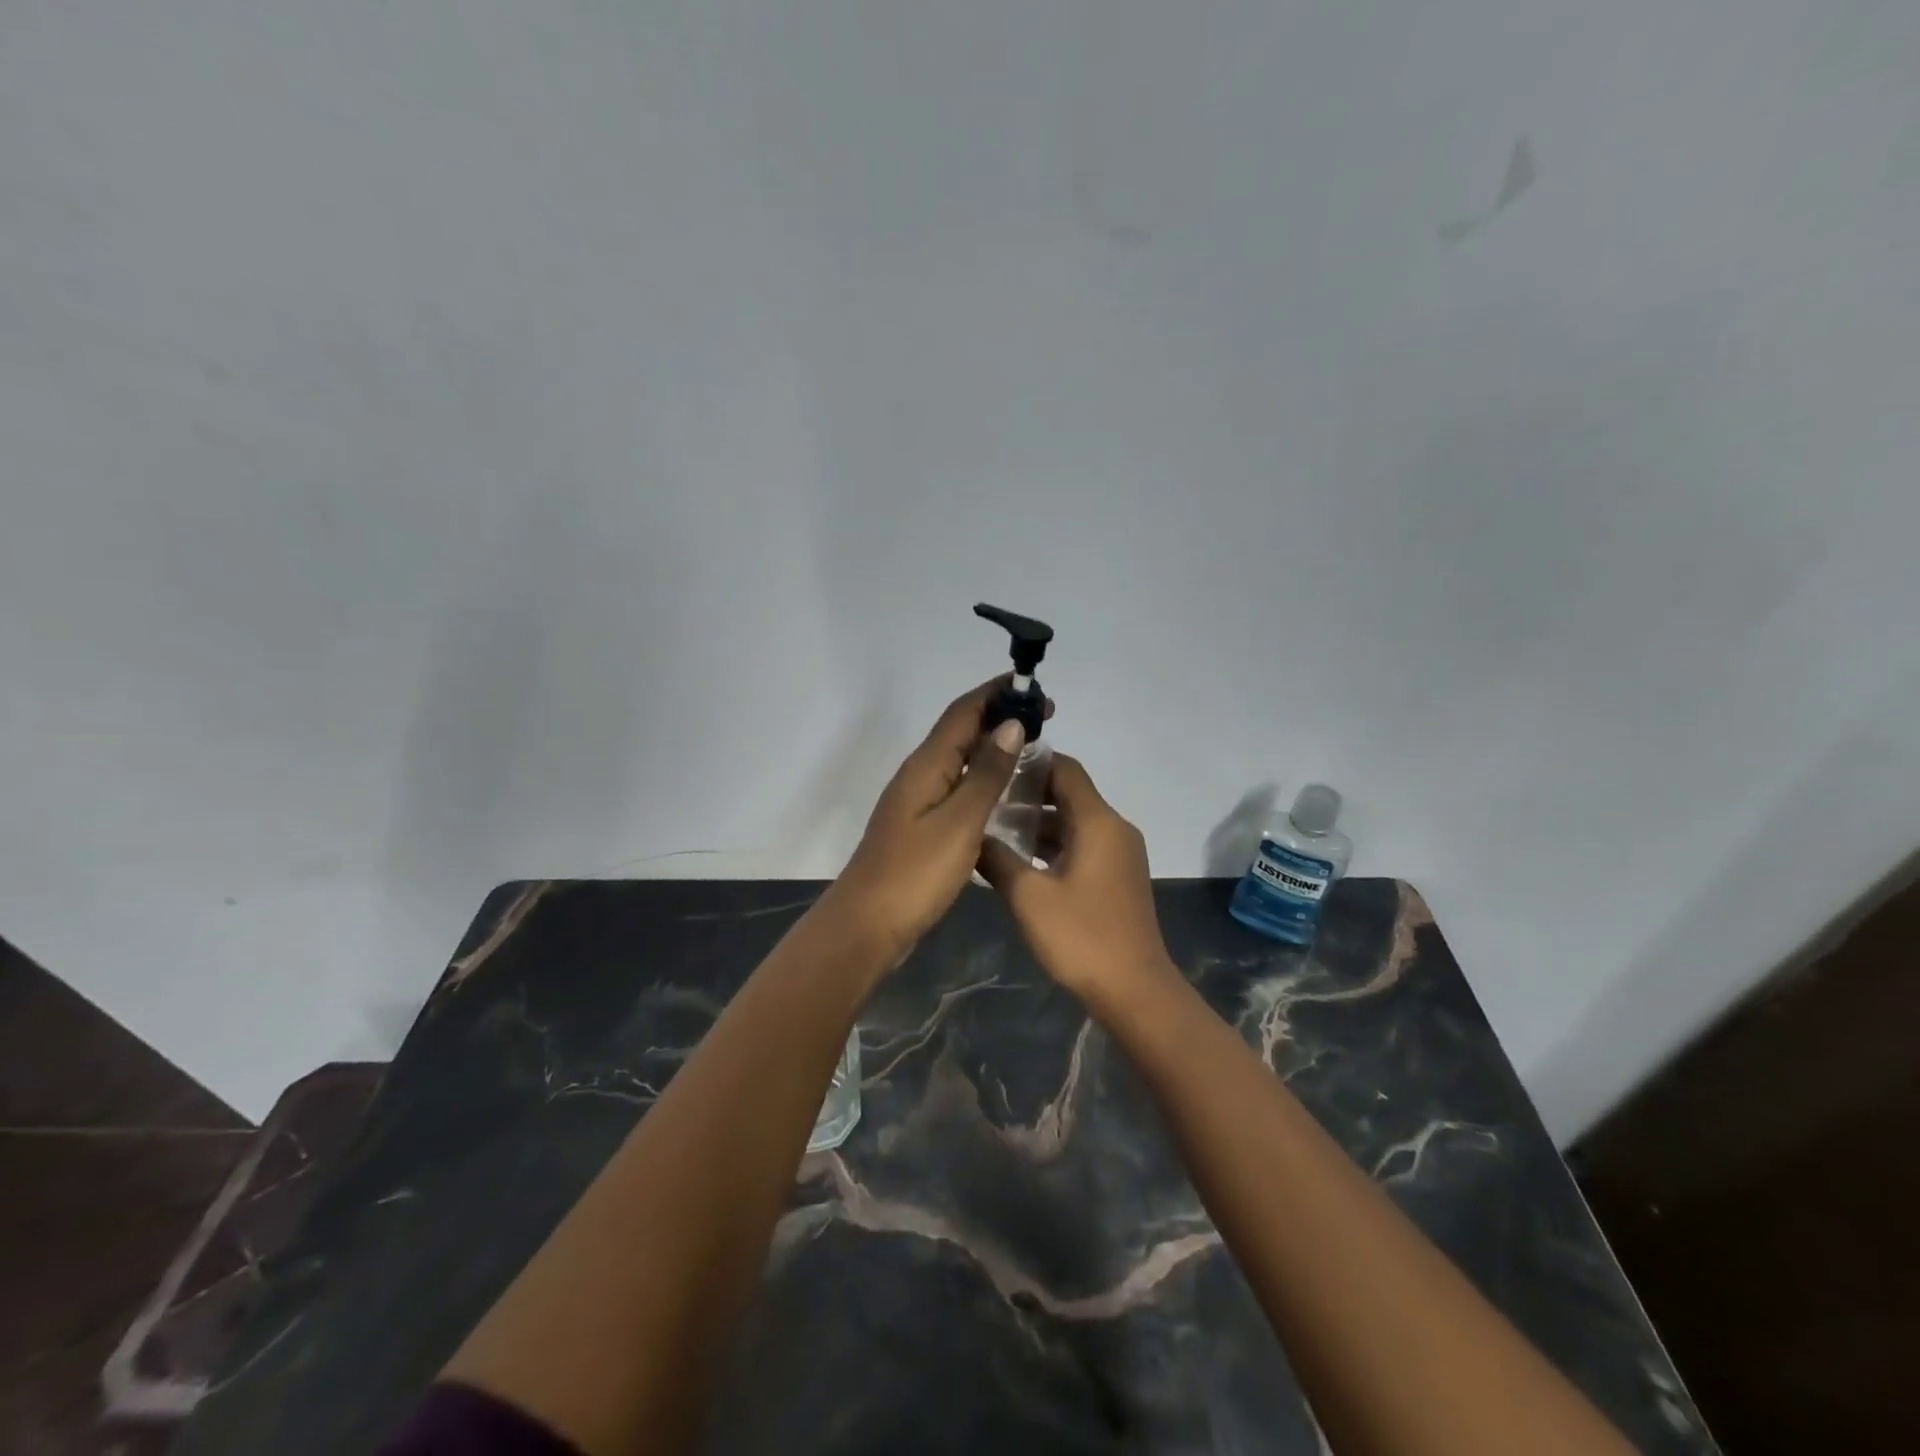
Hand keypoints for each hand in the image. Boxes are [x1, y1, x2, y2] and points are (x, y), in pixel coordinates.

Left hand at [828, 678, 1048, 964]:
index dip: (998, 693)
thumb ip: (986, 774)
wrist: (868, 924)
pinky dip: (983, 778)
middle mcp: (920, 774)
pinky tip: (1004, 793)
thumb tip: (1010, 725)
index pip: (963, 711)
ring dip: (993, 746)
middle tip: (1045, 719)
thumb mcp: (959, 822)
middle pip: (960, 730)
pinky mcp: (921, 826)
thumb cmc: (915, 873)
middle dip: (1000, 716)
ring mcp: (918, 801)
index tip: (1035, 688)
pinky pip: (957, 786)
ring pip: (959, 759)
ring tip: (1033, 749)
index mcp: (927, 765)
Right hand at [976, 754, 1173, 1004]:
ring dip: (1039, 822)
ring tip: (995, 828)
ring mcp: (1120, 853)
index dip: (1031, 762)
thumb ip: (997, 858)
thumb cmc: (1081, 936)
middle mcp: (1114, 828)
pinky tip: (1021, 860)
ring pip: (1075, 821)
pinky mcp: (1118, 875)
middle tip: (987, 798)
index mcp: (1098, 822)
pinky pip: (1083, 844)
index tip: (994, 765)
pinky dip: (1054, 844)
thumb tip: (972, 836)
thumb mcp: (1028, 896)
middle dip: (1029, 793)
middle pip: (1070, 793)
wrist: (1134, 989)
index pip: (1065, 769)